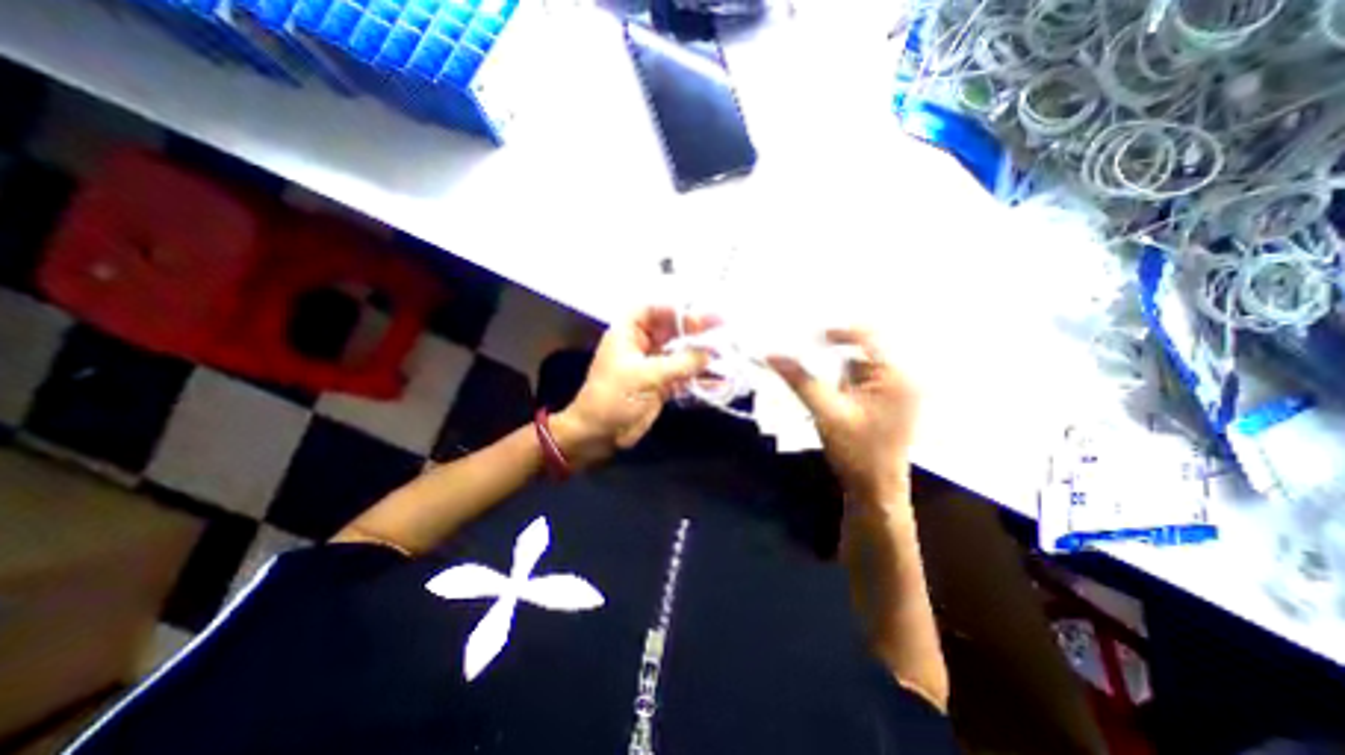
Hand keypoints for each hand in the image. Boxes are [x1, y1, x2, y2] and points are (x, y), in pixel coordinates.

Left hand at [551, 304, 714, 464]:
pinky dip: (700, 379)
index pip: (652, 310)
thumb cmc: (613, 397)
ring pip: (680, 353)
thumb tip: (709, 354)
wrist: (599, 434)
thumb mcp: (646, 376)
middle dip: (696, 329)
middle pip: (671, 330)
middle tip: (723, 326)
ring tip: (727, 352)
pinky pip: (684, 376)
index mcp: (628, 333)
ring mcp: (653, 365)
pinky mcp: (662, 385)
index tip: (699, 314)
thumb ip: (680, 363)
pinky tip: (720, 381)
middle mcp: (642, 345)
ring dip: (701, 354)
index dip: (674, 309)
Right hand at [772, 328, 920, 510]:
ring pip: (860, 368)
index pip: (868, 336)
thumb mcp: (826, 413)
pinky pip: (863, 382)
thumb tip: (772, 355)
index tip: (809, 339)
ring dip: (838, 374)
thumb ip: (800, 381)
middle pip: (863, 351)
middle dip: (834, 358)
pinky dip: (844, 385)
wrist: (876, 491)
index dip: (838, 332)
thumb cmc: (857, 453)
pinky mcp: (890, 403)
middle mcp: (904, 378)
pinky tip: (834, 400)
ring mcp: (899, 392)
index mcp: (897, 376)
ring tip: (825, 391)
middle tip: (810, 362)